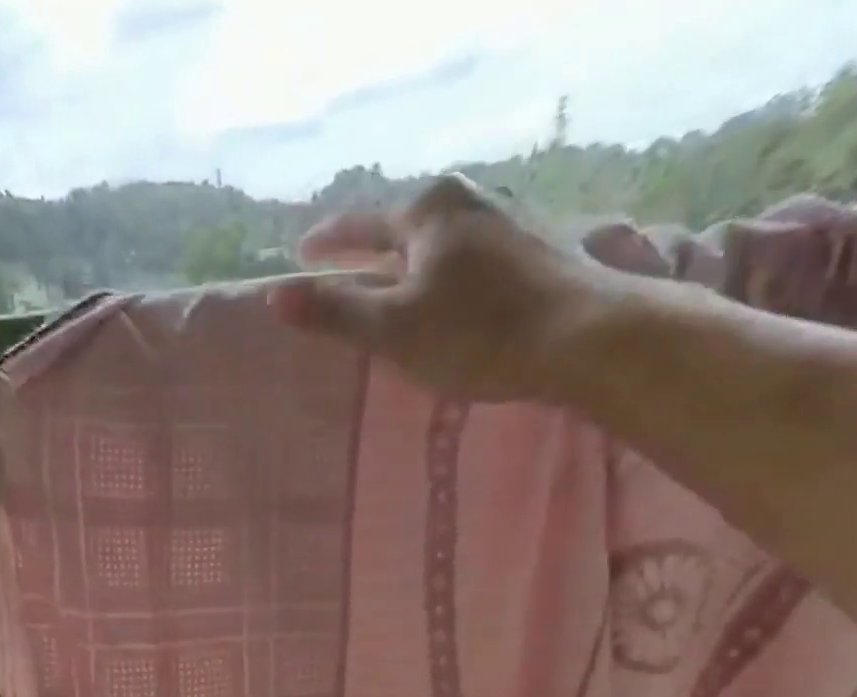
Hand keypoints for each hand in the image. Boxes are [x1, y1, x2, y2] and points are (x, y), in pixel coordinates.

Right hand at [268, 173, 625, 401]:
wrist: (582, 337)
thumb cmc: (476, 334)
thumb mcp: (392, 330)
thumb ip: (334, 313)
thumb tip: (275, 298)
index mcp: (427, 211)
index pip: (358, 225)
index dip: (326, 244)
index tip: (301, 254)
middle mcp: (468, 200)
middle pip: (402, 227)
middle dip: (373, 249)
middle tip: (347, 270)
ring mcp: (509, 218)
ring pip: (441, 241)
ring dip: (414, 262)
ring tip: (398, 283)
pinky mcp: (537, 246)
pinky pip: (471, 256)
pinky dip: (448, 274)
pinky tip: (452, 295)